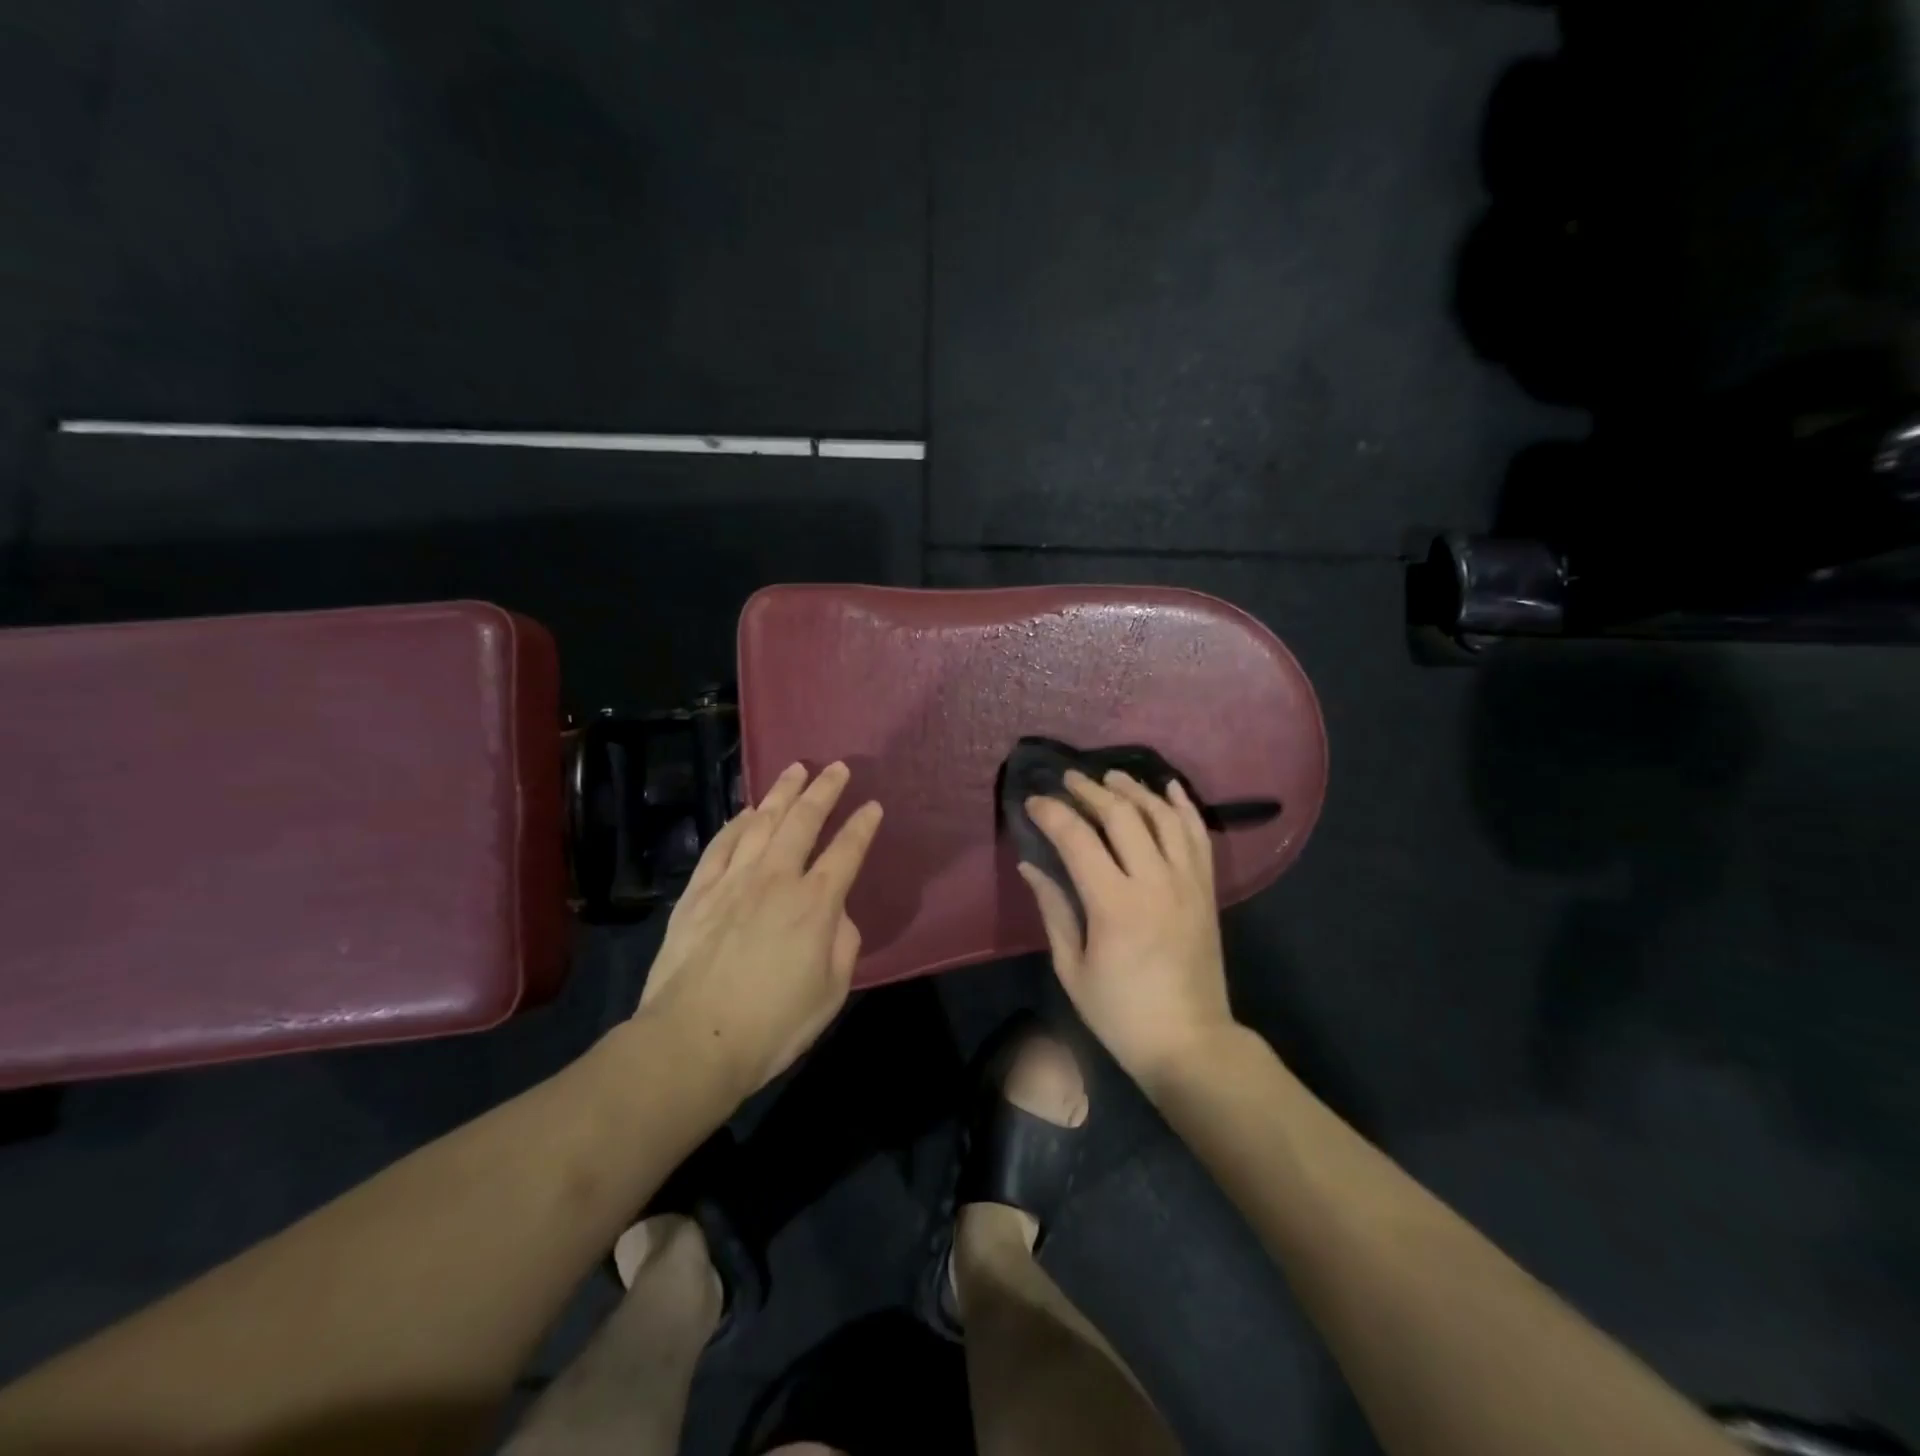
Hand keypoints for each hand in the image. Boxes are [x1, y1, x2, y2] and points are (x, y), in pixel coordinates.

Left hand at [635, 761, 882, 1098]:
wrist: (693, 1041)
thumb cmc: (772, 1025)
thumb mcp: (831, 992)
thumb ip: (843, 943)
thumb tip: (836, 914)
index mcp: (815, 904)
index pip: (847, 851)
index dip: (862, 826)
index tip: (873, 806)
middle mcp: (776, 879)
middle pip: (804, 821)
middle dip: (824, 790)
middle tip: (837, 767)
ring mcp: (733, 881)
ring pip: (761, 822)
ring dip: (781, 793)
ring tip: (795, 770)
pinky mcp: (698, 892)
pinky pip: (720, 845)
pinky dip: (736, 823)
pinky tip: (745, 812)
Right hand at [1020, 770, 1234, 1087]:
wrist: (1191, 1042)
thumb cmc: (1121, 1013)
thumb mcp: (1072, 968)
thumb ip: (1053, 909)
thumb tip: (1030, 866)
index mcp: (1114, 905)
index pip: (1077, 839)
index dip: (1052, 813)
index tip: (1033, 802)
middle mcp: (1154, 882)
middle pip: (1122, 815)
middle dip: (1091, 790)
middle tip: (1069, 780)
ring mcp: (1187, 882)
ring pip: (1163, 816)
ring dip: (1135, 790)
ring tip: (1111, 776)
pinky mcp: (1206, 889)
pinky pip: (1198, 836)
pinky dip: (1183, 807)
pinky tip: (1169, 788)